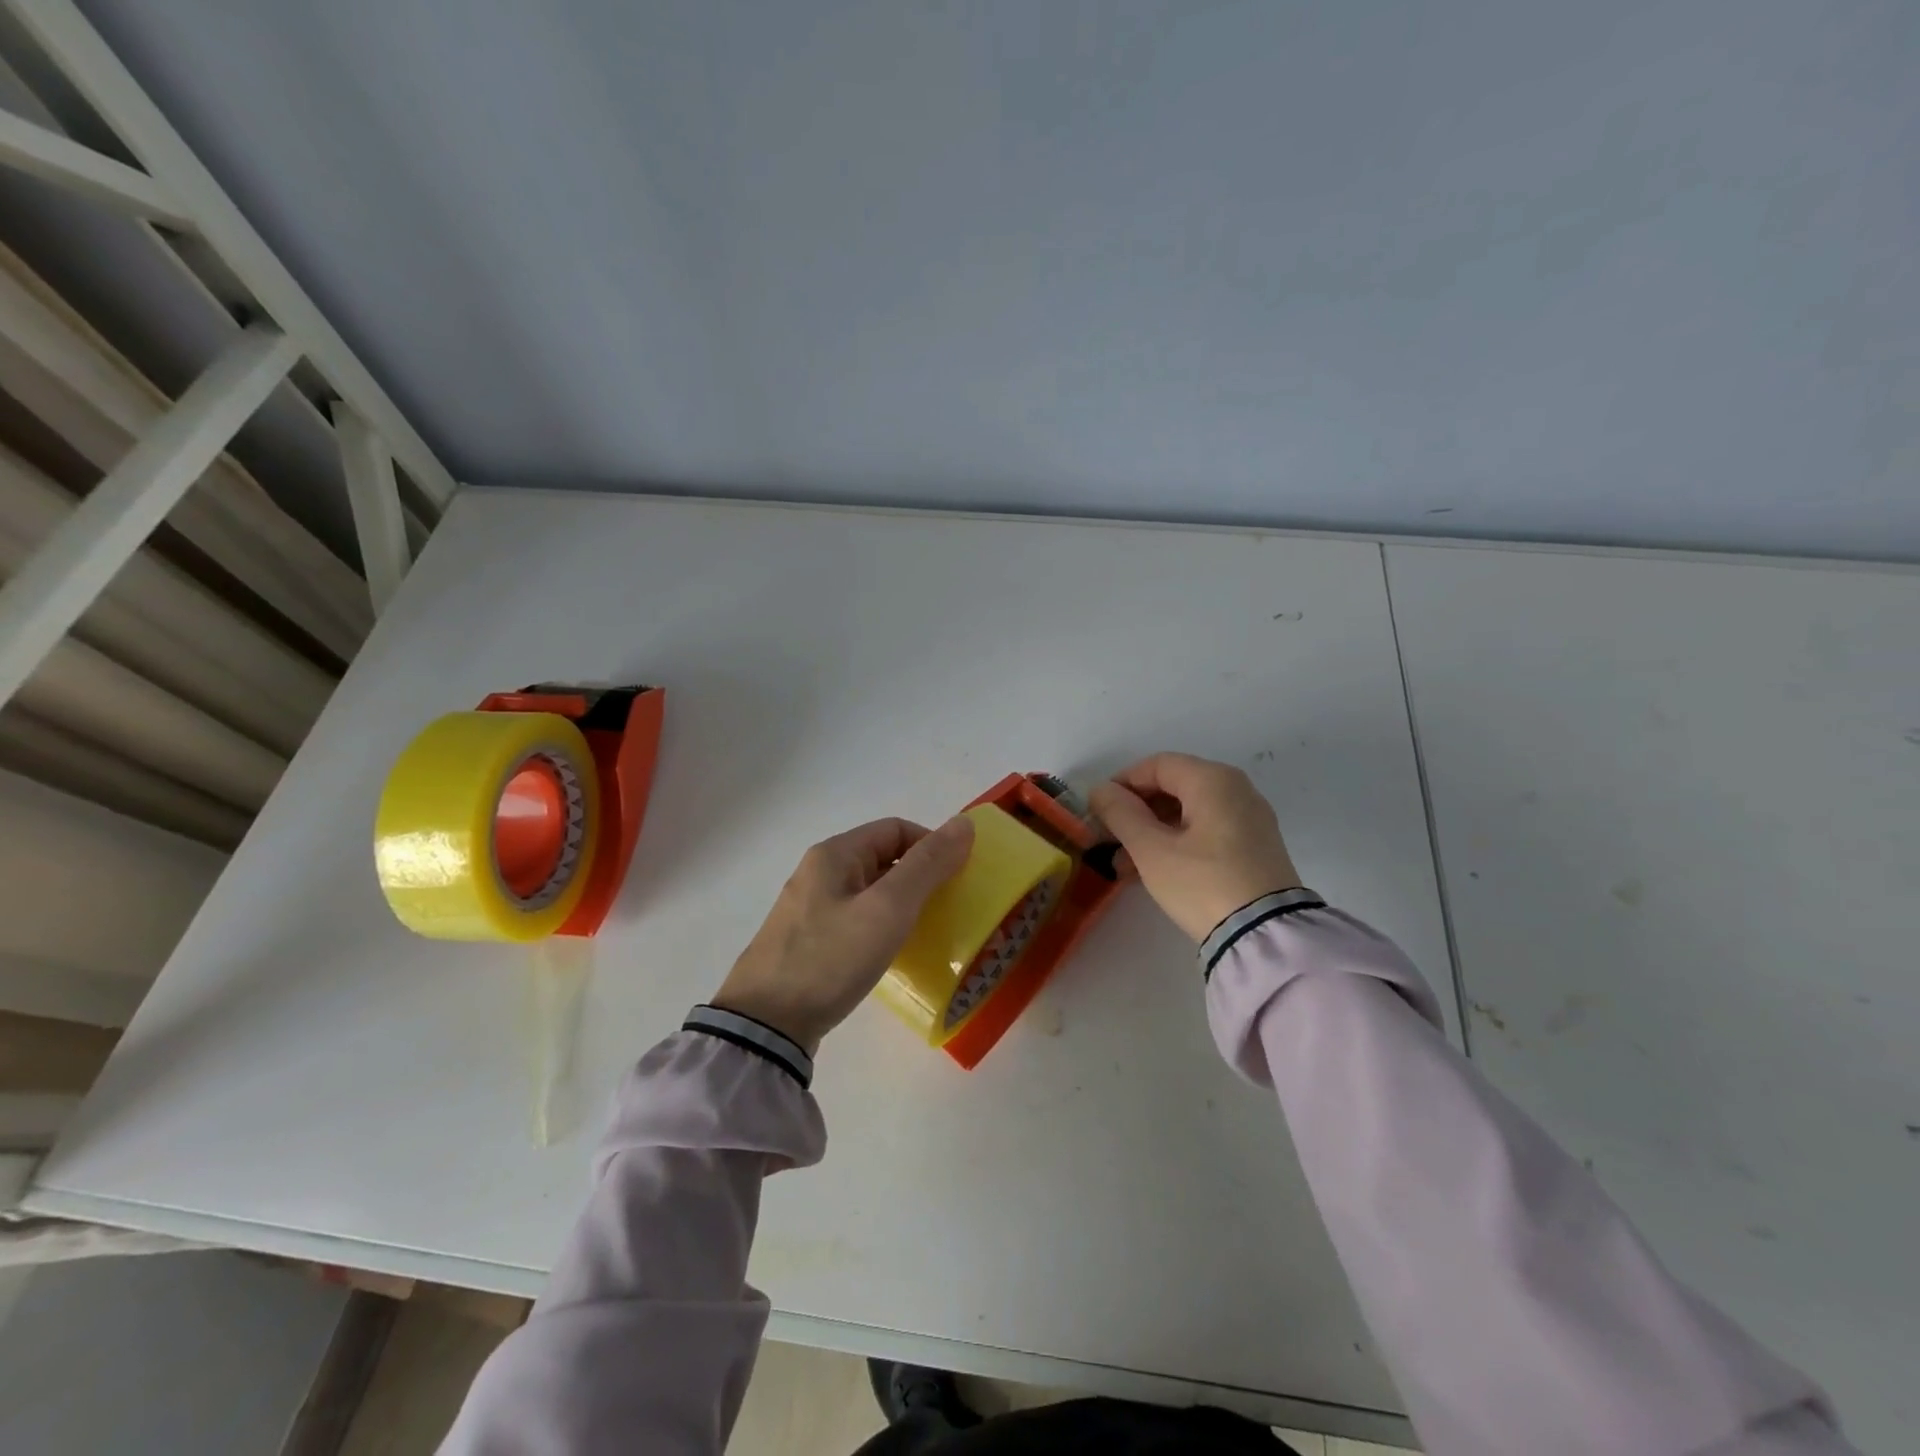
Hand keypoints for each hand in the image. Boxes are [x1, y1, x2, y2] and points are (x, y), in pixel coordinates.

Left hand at [712, 816, 974, 1052]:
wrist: (765, 1025)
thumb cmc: (831, 957)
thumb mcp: (888, 908)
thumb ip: (927, 865)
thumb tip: (964, 824)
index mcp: (835, 854)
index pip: (896, 829)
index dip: (932, 845)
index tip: (957, 878)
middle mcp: (819, 872)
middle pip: (882, 857)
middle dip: (919, 875)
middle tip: (948, 906)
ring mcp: (809, 907)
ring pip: (869, 890)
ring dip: (902, 902)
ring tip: (926, 931)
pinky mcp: (807, 940)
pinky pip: (855, 918)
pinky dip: (880, 925)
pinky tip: (891, 952)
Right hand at [1089, 753, 1301, 941]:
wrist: (1265, 936)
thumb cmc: (1202, 883)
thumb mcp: (1151, 850)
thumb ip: (1121, 814)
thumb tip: (1100, 790)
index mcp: (1213, 780)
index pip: (1157, 765)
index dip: (1122, 783)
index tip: (1098, 811)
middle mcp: (1236, 790)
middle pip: (1173, 787)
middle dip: (1136, 812)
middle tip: (1108, 840)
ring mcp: (1250, 819)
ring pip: (1188, 812)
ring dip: (1152, 832)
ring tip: (1124, 867)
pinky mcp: (1255, 847)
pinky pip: (1207, 831)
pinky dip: (1177, 843)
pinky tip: (1154, 872)